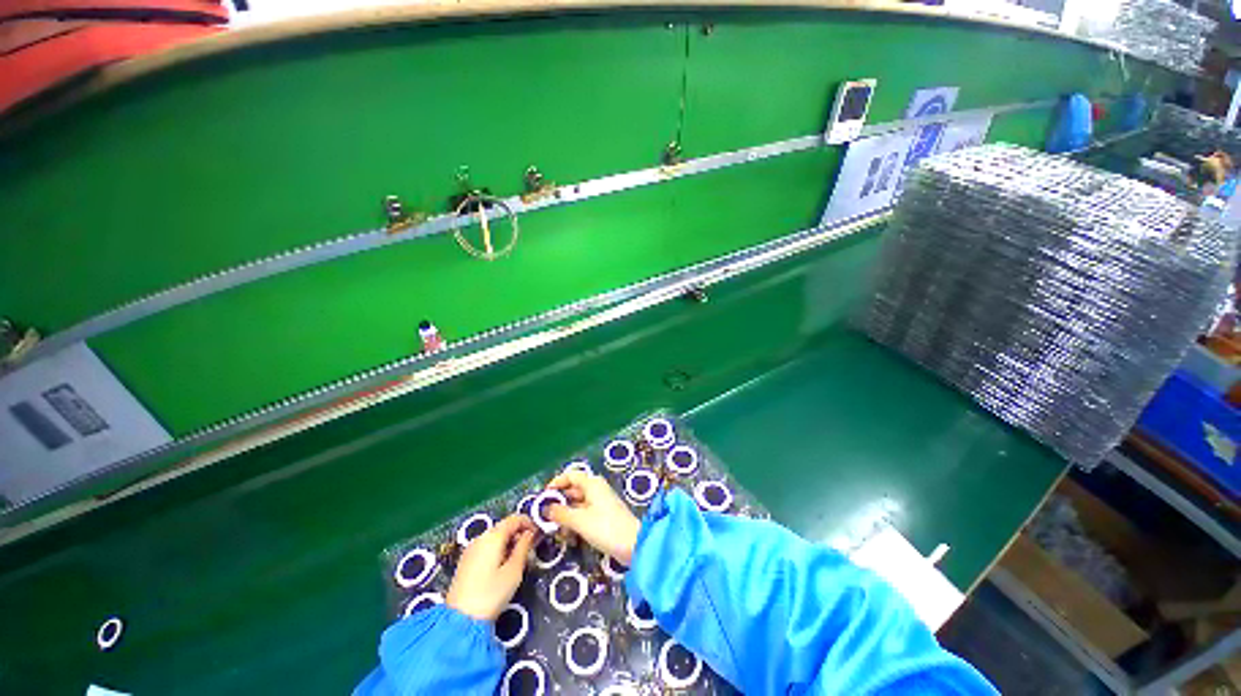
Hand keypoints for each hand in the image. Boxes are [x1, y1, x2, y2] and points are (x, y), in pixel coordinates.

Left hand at [446, 515, 536, 620]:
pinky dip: (498, 550)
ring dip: (509, 542)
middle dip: (519, 534)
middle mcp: (480, 537)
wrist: (460, 620)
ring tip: (518, 560)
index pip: (515, 518)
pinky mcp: (465, 561)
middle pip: (504, 527)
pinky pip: (486, 547)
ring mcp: (470, 549)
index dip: (529, 523)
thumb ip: (524, 547)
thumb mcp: (514, 570)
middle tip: (530, 550)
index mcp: (493, 536)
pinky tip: (502, 567)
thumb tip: (530, 533)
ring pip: (495, 537)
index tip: (539, 535)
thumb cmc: (491, 594)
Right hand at [546, 471, 640, 564]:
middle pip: (573, 491)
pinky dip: (576, 523)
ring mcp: (600, 503)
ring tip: (558, 532)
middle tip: (545, 518)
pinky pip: (584, 515)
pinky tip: (570, 538)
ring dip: (566, 517)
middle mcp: (596, 490)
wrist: (633, 545)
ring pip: (577, 505)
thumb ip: (561, 513)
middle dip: (559, 504)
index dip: (556, 483)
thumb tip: (545, 509)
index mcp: (592, 484)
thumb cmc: (606, 527)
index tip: (544, 496)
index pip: (570, 475)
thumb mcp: (579, 521)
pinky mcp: (603, 517)